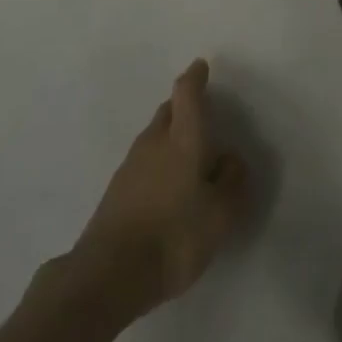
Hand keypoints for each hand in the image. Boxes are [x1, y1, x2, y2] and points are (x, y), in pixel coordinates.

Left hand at [69, 59, 249, 320]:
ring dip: (170, 137)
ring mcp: (130, 166)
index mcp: (183, 138)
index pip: (187, 94)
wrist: (108, 275)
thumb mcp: (221, 214)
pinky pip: (143, 163)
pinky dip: (158, 164)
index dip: (195, 77)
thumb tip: (230, 158)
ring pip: (154, 137)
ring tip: (188, 156)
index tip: (201, 66)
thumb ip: (232, 181)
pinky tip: (167, 188)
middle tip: (201, 115)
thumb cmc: (174, 236)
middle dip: (183, 107)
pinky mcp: (116, 192)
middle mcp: (154, 142)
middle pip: (168, 111)